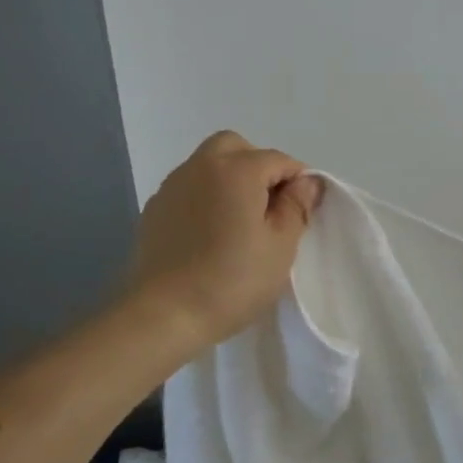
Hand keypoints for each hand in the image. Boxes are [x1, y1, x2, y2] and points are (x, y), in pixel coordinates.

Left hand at [123, 131, 321, 348]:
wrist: (163, 315)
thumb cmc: (233, 280)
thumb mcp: (280, 246)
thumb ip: (296, 207)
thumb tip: (307, 182)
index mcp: (237, 170)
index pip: (278, 160)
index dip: (298, 180)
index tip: (304, 210)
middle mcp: (201, 167)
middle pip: (236, 147)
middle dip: (259, 166)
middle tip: (271, 206)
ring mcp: (172, 187)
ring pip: (209, 164)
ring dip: (231, 180)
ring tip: (241, 222)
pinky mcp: (154, 210)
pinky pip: (189, 188)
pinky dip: (207, 197)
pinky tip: (212, 234)